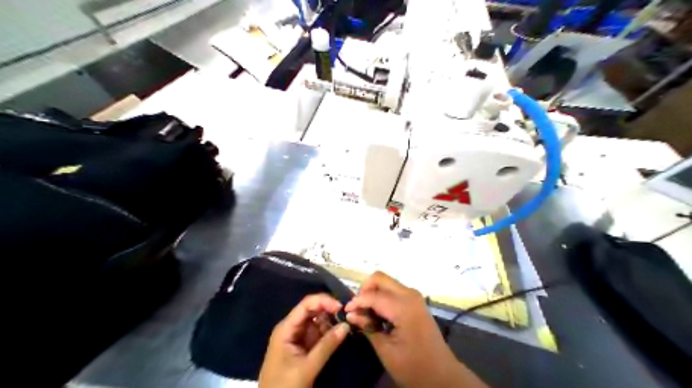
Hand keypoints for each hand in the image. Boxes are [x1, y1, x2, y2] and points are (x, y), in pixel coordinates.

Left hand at [256, 294, 347, 387]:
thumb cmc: (285, 386)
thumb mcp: (307, 367)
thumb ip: (327, 346)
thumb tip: (346, 325)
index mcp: (287, 328)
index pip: (306, 305)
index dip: (324, 301)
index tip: (341, 307)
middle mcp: (292, 327)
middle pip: (313, 310)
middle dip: (330, 309)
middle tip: (349, 314)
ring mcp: (299, 336)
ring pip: (317, 321)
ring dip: (332, 321)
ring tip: (348, 322)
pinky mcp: (304, 346)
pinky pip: (319, 333)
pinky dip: (330, 332)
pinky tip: (341, 332)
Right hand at [344, 273, 484, 387]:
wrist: (442, 375)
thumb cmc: (413, 366)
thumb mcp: (386, 351)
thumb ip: (368, 328)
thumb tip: (351, 314)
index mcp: (403, 307)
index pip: (373, 295)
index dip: (356, 302)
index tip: (345, 312)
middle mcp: (410, 295)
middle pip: (380, 278)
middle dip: (365, 289)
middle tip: (357, 309)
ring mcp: (414, 296)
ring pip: (387, 282)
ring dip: (373, 292)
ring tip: (365, 313)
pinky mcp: (415, 301)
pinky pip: (394, 290)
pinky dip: (382, 296)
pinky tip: (377, 314)